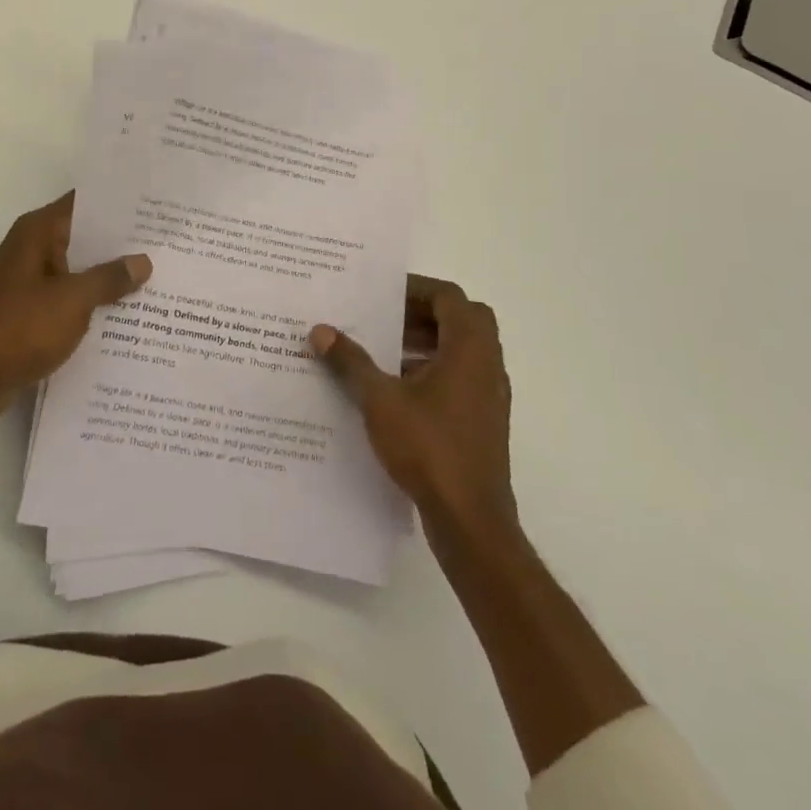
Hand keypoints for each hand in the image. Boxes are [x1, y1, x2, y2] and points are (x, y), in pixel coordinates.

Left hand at [0, 193, 150, 433]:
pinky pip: (69, 298)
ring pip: (79, 270)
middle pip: (85, 236)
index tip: (157, 206)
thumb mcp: (72, 301)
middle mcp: (33, 249)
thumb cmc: (17, 329)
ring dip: (110, 277)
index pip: (85, 204)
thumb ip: (109, 278)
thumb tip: (143, 261)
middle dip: (123, 243)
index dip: (120, 204)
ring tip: (158, 278)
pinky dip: (94, 303)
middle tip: (168, 244)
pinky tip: (128, 315)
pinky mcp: (30, 313)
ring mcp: (30, 282)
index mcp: (38, 233)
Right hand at [310, 276, 517, 539]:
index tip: (381, 294)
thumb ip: (350, 362)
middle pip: (459, 319)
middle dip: (421, 314)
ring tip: (382, 354)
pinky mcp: (485, 422)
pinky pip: (460, 379)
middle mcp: (487, 364)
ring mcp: (490, 395)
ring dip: (426, 344)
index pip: (448, 296)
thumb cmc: (429, 448)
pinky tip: (396, 393)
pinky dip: (432, 373)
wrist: (471, 521)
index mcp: (469, 347)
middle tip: (383, 319)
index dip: (415, 288)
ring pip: (461, 351)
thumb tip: (320, 330)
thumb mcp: (380, 400)